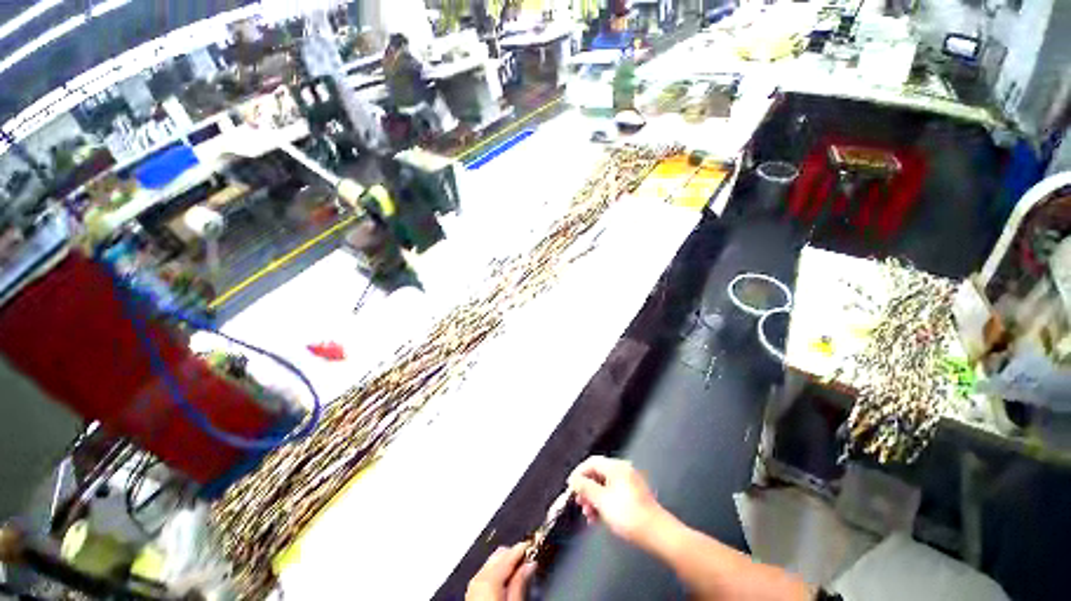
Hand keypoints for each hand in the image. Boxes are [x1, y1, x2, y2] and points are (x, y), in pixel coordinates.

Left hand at [466, 542, 535, 600]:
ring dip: (505, 560)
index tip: (532, 543)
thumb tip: (529, 565)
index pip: (508, 556)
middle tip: (529, 551)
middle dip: (513, 553)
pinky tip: (505, 572)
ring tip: (520, 560)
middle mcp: (477, 578)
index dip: (522, 548)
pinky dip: (497, 568)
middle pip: (497, 557)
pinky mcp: (472, 590)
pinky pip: (485, 572)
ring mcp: (473, 583)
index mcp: (488, 579)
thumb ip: (520, 582)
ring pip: (490, 563)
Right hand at [567, 456, 663, 546]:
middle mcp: (625, 473)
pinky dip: (602, 505)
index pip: (592, 462)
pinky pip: (612, 496)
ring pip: (603, 488)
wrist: (651, 530)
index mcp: (617, 468)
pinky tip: (597, 518)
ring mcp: (630, 485)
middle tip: (579, 504)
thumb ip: (585, 487)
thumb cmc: (625, 513)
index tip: (569, 489)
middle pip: (597, 475)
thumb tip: (574, 479)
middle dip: (585, 490)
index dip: (578, 473)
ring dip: (592, 500)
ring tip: (588, 515)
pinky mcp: (633, 497)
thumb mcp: (600, 499)